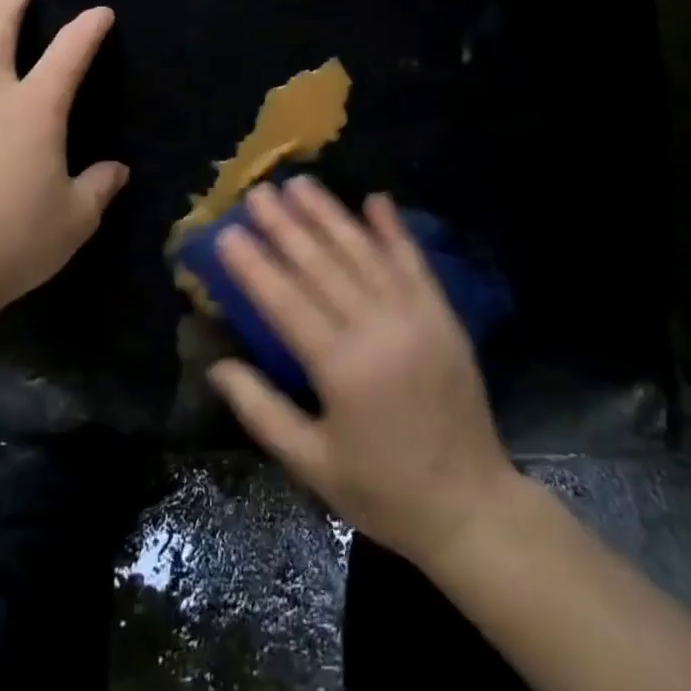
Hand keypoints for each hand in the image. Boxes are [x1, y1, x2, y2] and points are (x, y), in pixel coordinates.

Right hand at [207, 177, 518, 567]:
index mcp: (342, 368)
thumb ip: (262, 411)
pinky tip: (375, 199)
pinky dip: (393, 229)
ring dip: (330, 215)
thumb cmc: (382, 491)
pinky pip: (413, 262)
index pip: (286, 301)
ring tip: (300, 183)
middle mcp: (378, 329)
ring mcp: (416, 316)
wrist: (472, 506)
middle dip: (285, 226)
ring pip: (363, 253)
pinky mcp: (442, 315)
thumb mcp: (312, 464)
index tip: (228, 233)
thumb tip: (218, 365)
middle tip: (257, 192)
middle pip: (321, 265)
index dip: (254, 265)